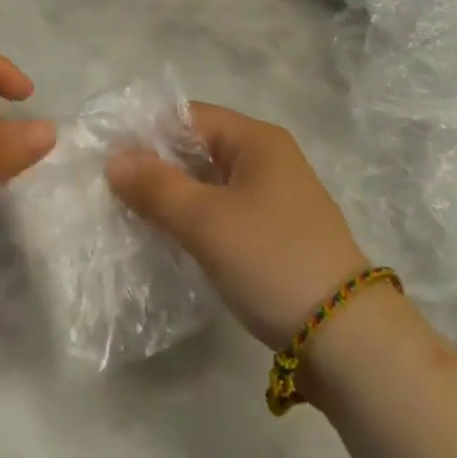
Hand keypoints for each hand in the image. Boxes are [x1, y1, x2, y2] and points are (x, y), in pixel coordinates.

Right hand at [108, 103, 367, 349]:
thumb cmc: (272, 259)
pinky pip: (226, 211)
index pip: (189, 116)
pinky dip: (198, 219)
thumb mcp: (206, 221)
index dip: (146, 131)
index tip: (107, 155)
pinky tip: (173, 240)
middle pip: (200, 147)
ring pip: (211, 183)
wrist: (349, 340)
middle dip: (157, 165)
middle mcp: (269, 158)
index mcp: (256, 139)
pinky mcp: (279, 235)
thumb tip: (115, 160)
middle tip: (113, 188)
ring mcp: (277, 198)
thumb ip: (157, 187)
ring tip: (133, 214)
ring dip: (176, 195)